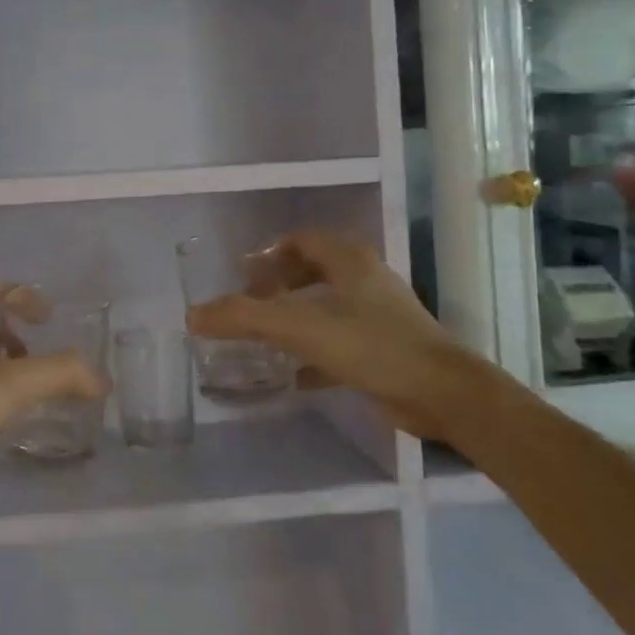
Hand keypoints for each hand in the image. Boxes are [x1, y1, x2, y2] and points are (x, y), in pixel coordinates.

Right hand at [188, 229, 474, 439]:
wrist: (441, 394)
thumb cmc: (370, 345)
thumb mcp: (299, 326)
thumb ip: (243, 318)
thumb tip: (193, 315)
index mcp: (348, 260)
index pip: (300, 240)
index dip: (268, 253)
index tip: (240, 274)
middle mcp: (364, 280)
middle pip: (311, 271)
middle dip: (276, 286)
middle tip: (247, 305)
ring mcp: (377, 316)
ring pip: (324, 307)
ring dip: (293, 318)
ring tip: (261, 338)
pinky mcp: (383, 350)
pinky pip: (337, 341)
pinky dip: (311, 352)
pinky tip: (290, 373)